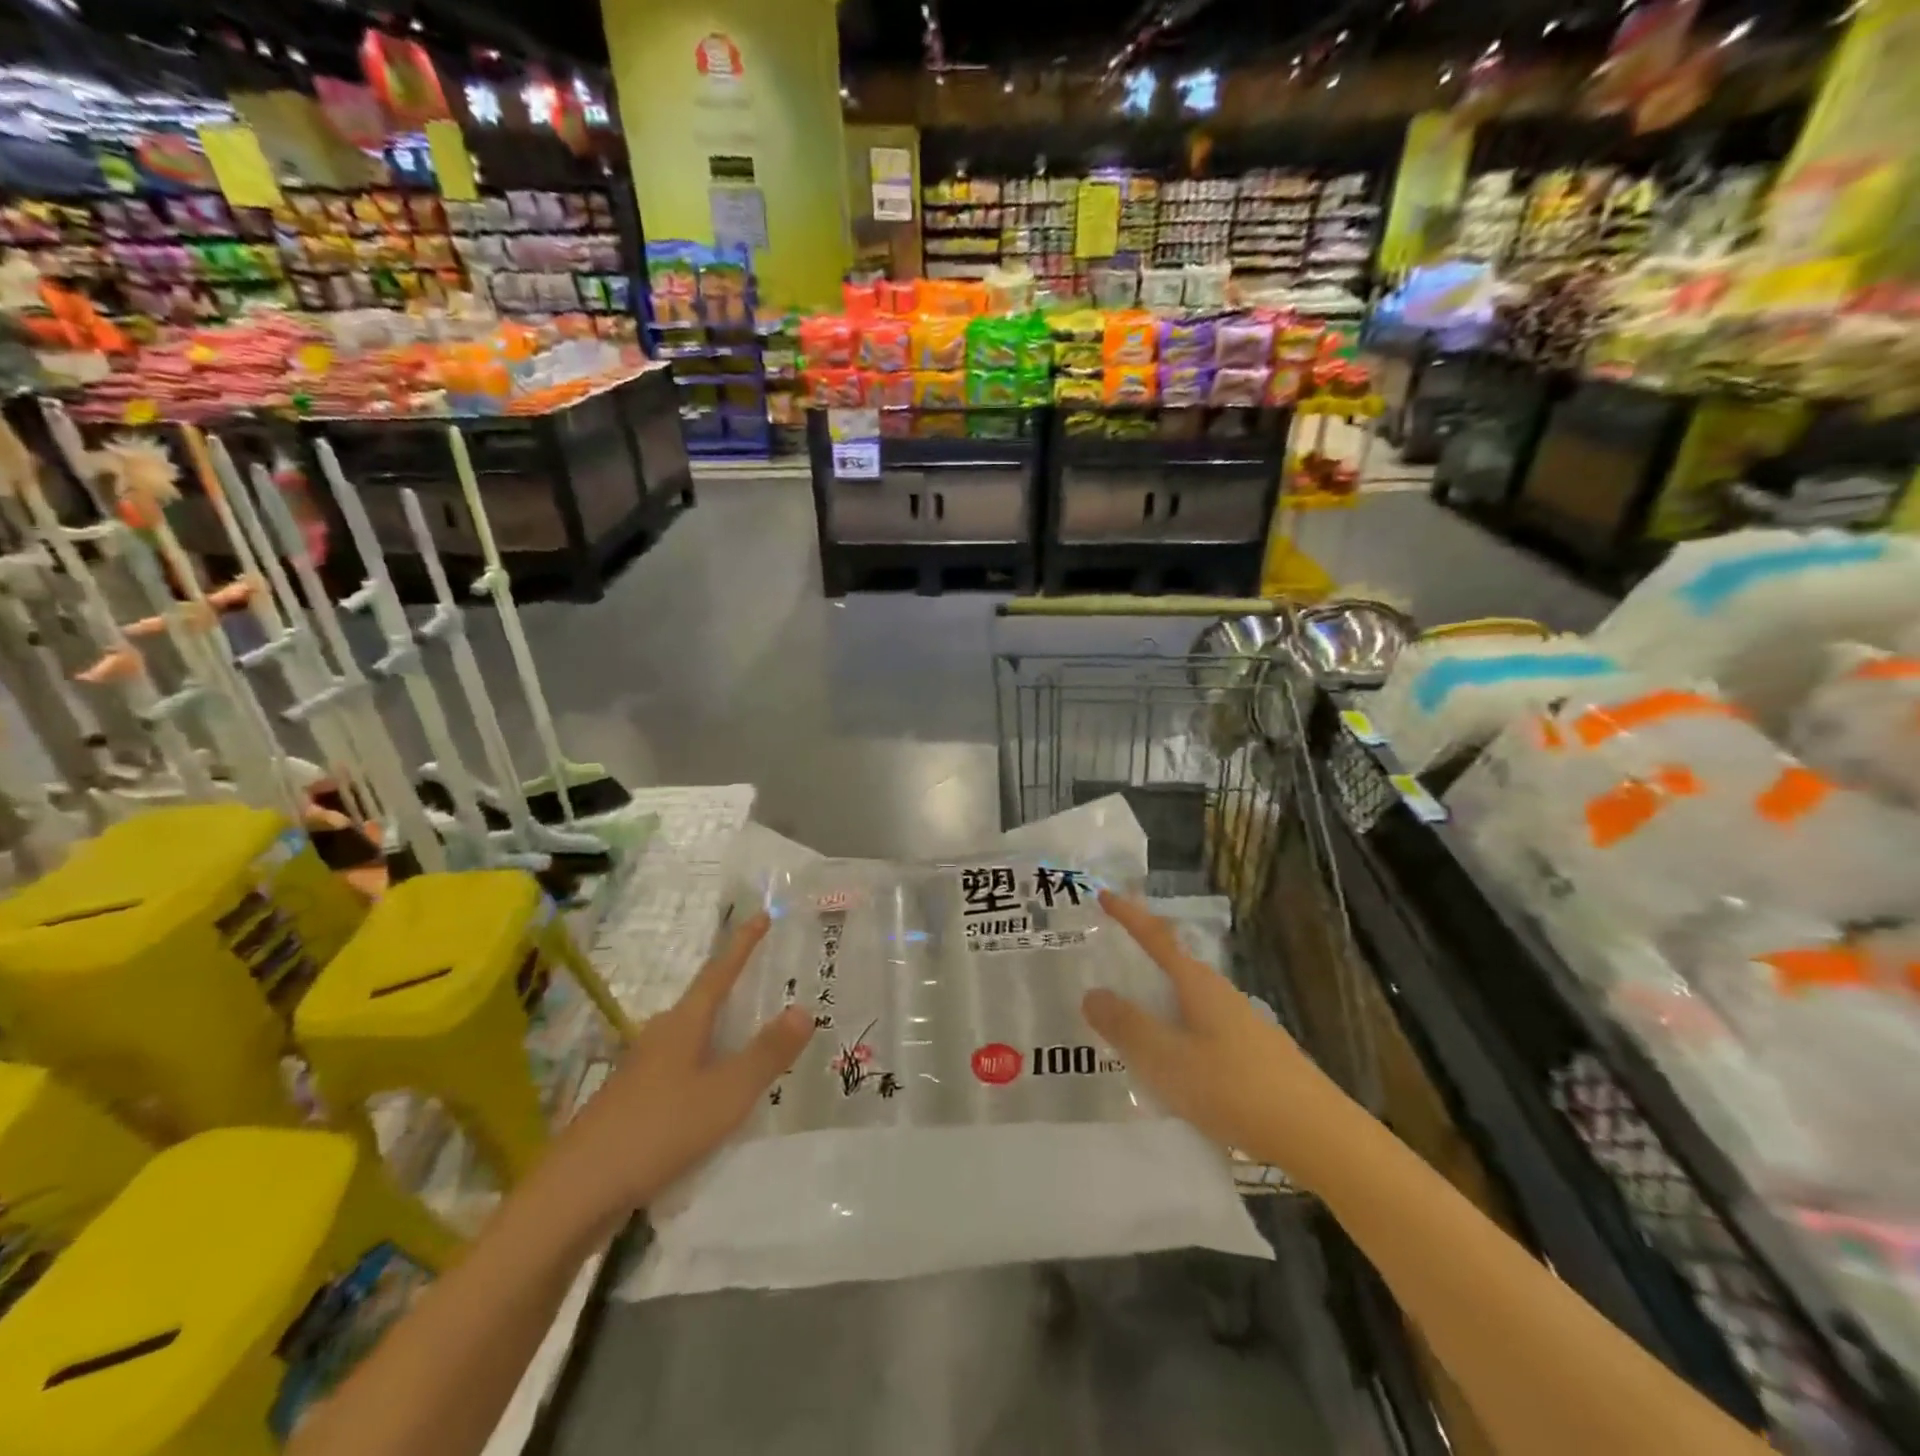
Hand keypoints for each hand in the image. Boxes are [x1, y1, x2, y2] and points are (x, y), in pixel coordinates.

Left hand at [556, 913, 812, 1217]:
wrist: (575, 1194)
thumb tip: (803, 1008)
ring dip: (721, 1033)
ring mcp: (642, 1072)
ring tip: (751, 1037)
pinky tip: (716, 1095)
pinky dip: (706, 1068)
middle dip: (733, 989)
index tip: (761, 915)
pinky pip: (681, 1070)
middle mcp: (660, 1038)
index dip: (742, 944)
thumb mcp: (726, 1093)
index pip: (719, 973)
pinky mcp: (633, 1104)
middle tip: (767, 980)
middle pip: (703, 1003)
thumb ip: (766, 1053)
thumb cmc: (657, 1131)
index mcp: (683, 1025)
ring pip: (692, 1039)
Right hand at [1083, 891, 1338, 1182]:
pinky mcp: (1252, 1054)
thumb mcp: (1168, 1060)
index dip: (1129, 915)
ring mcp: (1240, 1024)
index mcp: (1198, 984)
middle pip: (1173, 964)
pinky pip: (1199, 1028)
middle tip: (1106, 961)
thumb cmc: (1235, 1089)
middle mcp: (1220, 994)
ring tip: (1127, 1018)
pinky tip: (1170, 1063)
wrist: (1318, 1135)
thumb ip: (1127, 1026)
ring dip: (1156, 1000)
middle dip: (1140, 958)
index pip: (1157, 937)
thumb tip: (1091, 993)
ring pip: (1187, 1000)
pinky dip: (1174, 1030)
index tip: (1104, 894)